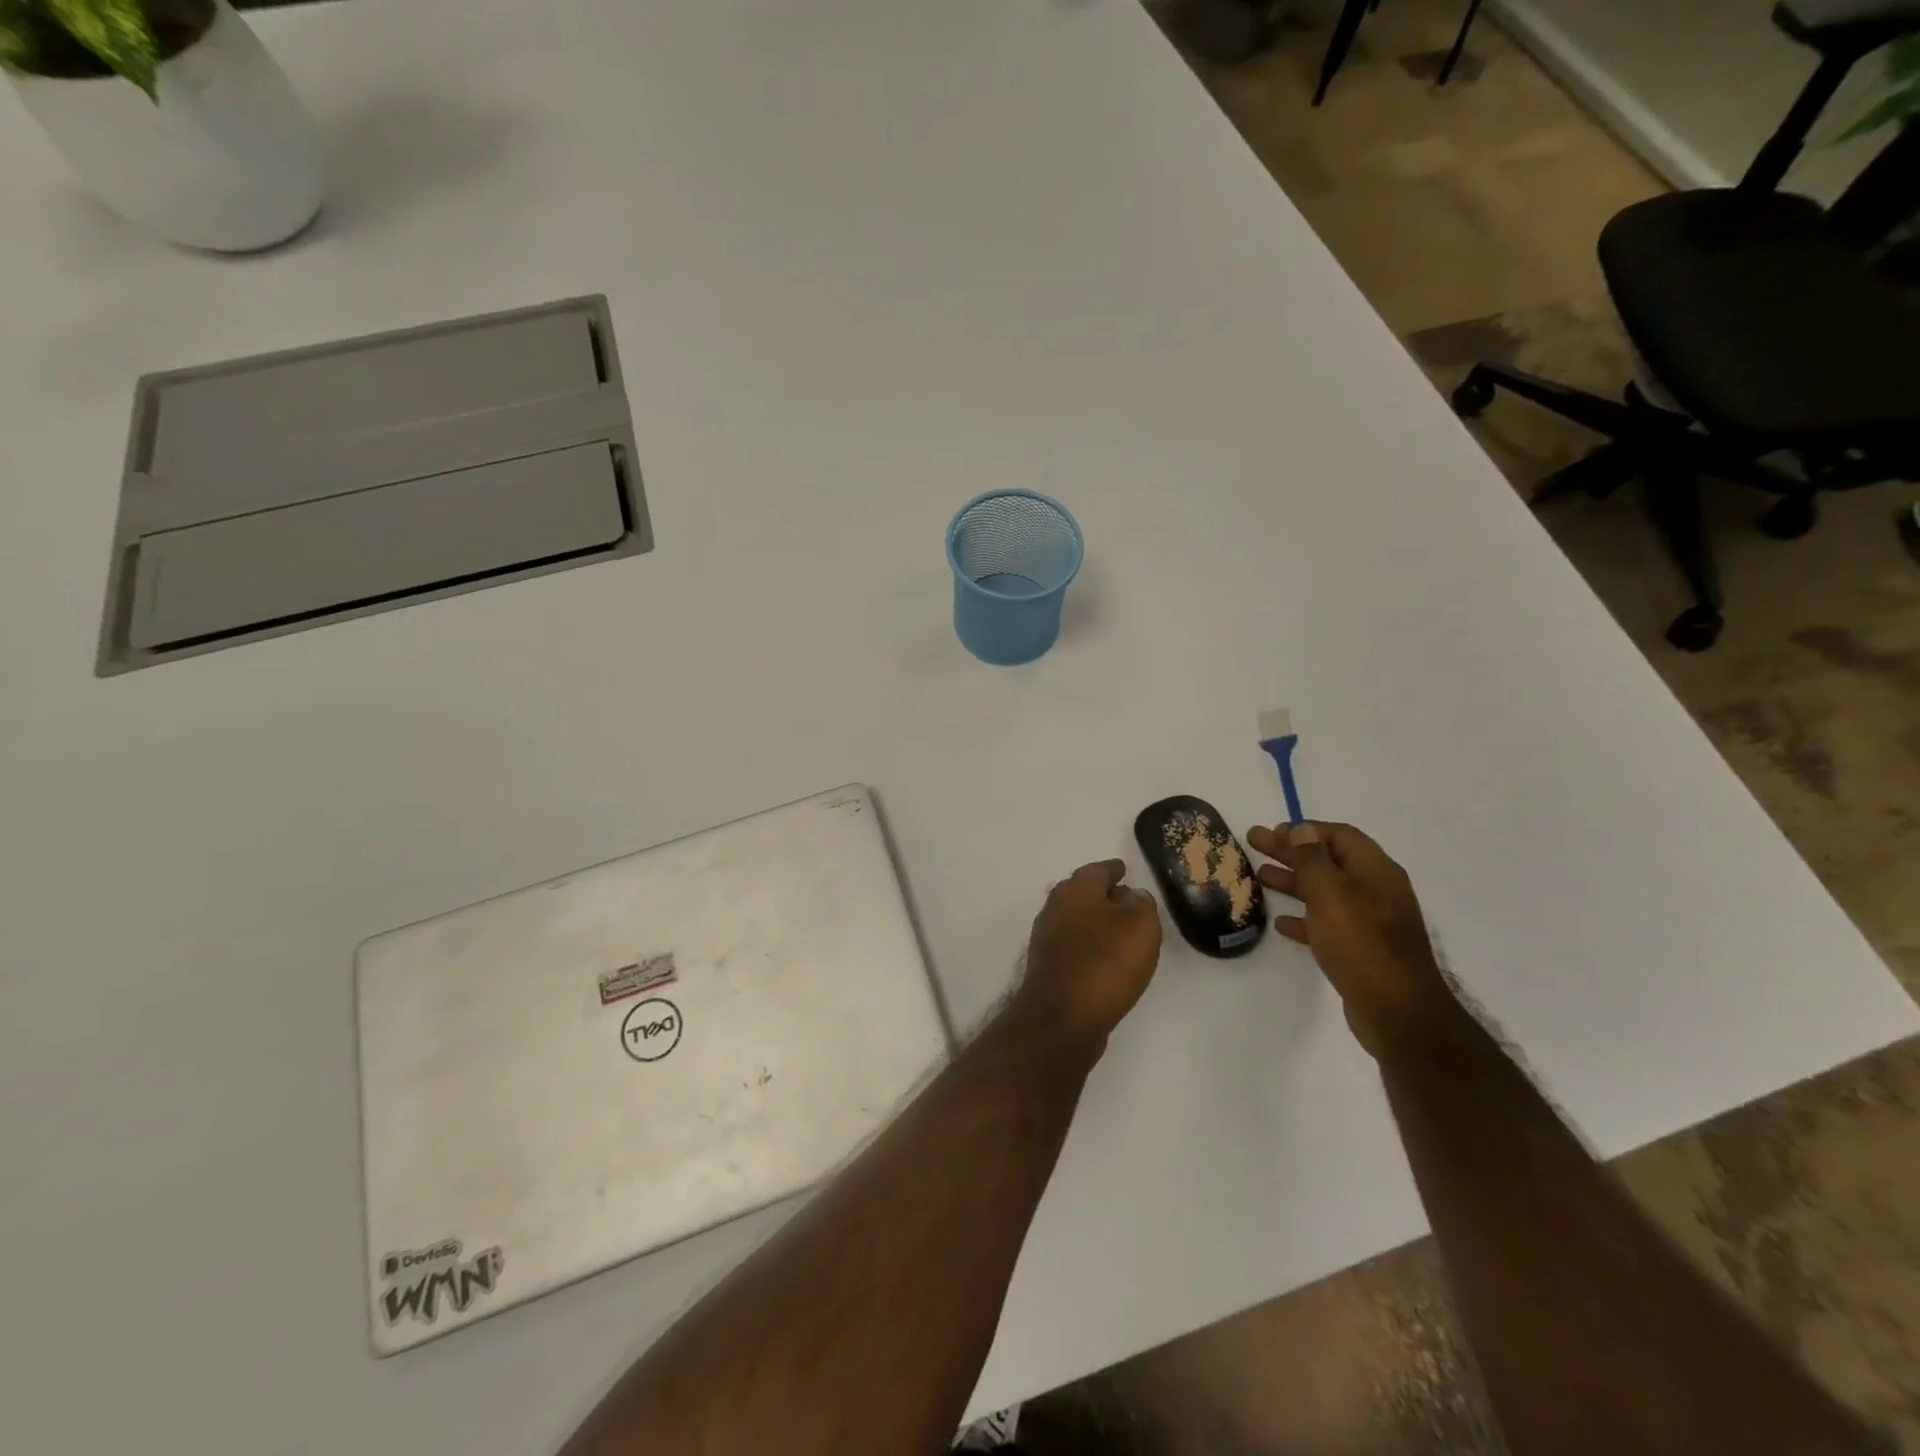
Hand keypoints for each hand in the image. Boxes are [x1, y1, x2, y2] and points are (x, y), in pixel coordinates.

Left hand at [1013, 860, 1162, 1054]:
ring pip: (1075, 918)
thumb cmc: (1105, 963)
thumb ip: (1141, 904)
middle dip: (1103, 894)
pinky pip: (1072, 944)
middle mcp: (1056, 906)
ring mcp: (1047, 937)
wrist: (1062, 1017)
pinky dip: (1088, 944)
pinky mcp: (1047, 965)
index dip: (1114, 870)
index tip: (1124, 870)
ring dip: (1095, 920)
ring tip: (1120, 931)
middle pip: (1082, 892)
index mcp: (1076, 889)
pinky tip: (1103, 959)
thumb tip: (1132, 896)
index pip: (1098, 870)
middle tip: (1126, 900)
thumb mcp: (1140, 926)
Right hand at [1246, 821, 1451, 1057]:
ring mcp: (1371, 922)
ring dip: (1293, 882)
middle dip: (1291, 852)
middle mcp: (1376, 891)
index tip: (1272, 832)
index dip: (1305, 830)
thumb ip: (1312, 859)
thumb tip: (1302, 830)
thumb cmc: (1360, 941)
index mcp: (1375, 871)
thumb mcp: (1330, 892)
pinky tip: (1281, 923)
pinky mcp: (1362, 950)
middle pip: (1329, 861)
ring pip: (1326, 892)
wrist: (1397, 1010)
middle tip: (1254, 843)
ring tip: (1260, 877)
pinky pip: (1328, 924)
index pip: (1340, 836)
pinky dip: (1304, 918)